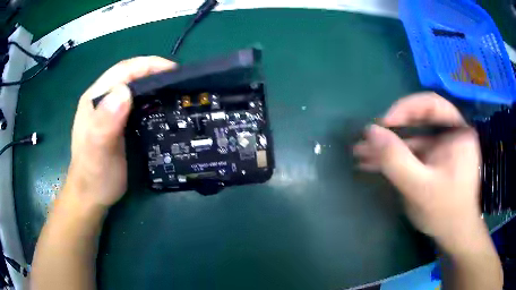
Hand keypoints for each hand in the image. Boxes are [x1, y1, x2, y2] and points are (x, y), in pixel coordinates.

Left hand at [64, 56, 176, 208]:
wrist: (91, 195)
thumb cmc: (94, 175)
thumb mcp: (98, 151)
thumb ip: (105, 122)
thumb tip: (124, 93)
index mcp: (95, 98)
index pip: (123, 70)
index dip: (148, 65)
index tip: (173, 71)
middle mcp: (101, 99)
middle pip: (129, 75)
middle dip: (154, 72)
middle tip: (178, 82)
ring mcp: (109, 110)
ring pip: (133, 87)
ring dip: (153, 84)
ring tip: (174, 92)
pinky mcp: (116, 121)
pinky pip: (135, 102)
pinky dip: (150, 99)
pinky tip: (160, 107)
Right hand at [353, 92, 482, 250]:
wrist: (453, 236)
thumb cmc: (444, 212)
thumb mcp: (420, 188)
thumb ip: (396, 159)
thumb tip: (370, 131)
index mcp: (458, 132)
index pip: (432, 104)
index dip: (406, 108)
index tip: (384, 123)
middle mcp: (451, 134)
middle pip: (419, 120)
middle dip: (392, 130)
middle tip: (369, 138)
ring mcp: (442, 149)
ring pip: (412, 138)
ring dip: (388, 146)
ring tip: (361, 153)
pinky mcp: (433, 162)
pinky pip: (412, 153)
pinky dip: (394, 158)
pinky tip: (372, 164)